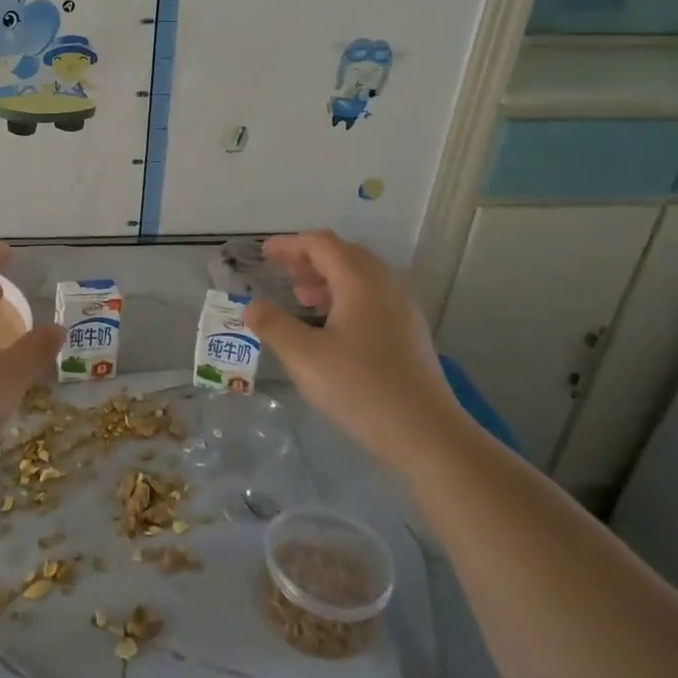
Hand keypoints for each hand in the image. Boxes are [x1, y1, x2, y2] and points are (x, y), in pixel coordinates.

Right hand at [243, 231, 460, 457]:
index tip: (264, 254)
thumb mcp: (303, 356)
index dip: (290, 245)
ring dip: (330, 279)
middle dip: (310, 259)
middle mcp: (386, 286)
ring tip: (303, 299)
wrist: (426, 433)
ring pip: (363, 277)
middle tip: (283, 274)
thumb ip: (273, 325)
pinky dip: (347, 297)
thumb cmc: (360, 387)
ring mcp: (404, 310)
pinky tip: (333, 327)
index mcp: (360, 282)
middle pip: (346, 254)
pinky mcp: (411, 334)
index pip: (322, 244)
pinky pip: (374, 298)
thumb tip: (252, 306)